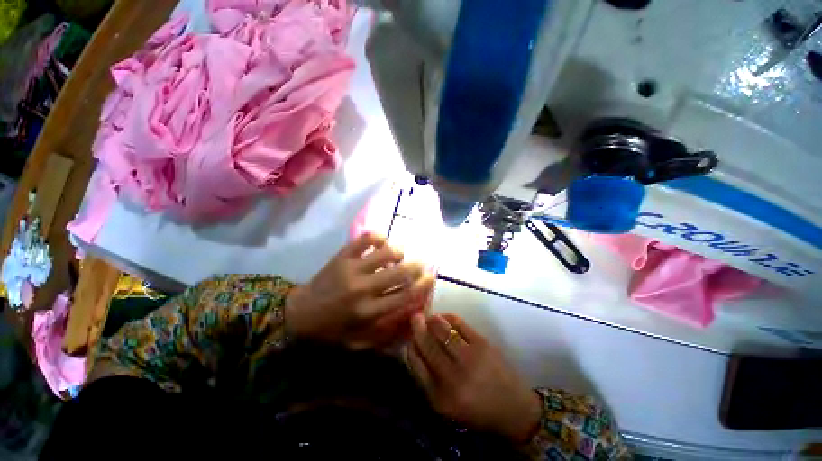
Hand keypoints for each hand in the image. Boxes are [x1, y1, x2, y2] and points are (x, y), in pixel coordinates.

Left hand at [286, 233, 433, 348]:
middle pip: (400, 272)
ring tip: (398, 255)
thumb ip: (386, 331)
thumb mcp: (359, 341)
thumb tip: (411, 313)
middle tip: (420, 264)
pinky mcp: (342, 256)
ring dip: (398, 252)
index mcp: (368, 312)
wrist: (298, 313)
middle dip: (416, 266)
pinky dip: (378, 237)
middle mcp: (363, 289)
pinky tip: (381, 242)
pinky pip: (365, 239)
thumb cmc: (331, 330)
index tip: (430, 277)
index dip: (423, 285)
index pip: (405, 295)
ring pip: (386, 252)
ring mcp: (351, 269)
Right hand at [407, 313, 542, 442]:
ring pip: (441, 330)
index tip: (410, 337)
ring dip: (432, 319)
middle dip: (418, 327)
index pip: (415, 363)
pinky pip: (458, 323)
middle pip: (426, 344)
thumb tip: (414, 346)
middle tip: (415, 317)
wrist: (513, 409)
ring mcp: (469, 359)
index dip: (411, 345)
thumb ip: (426, 378)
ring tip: (430, 318)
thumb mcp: (445, 404)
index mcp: (440, 398)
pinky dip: (448, 317)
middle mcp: (452, 379)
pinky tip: (445, 318)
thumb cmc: (475, 409)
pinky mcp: (483, 344)